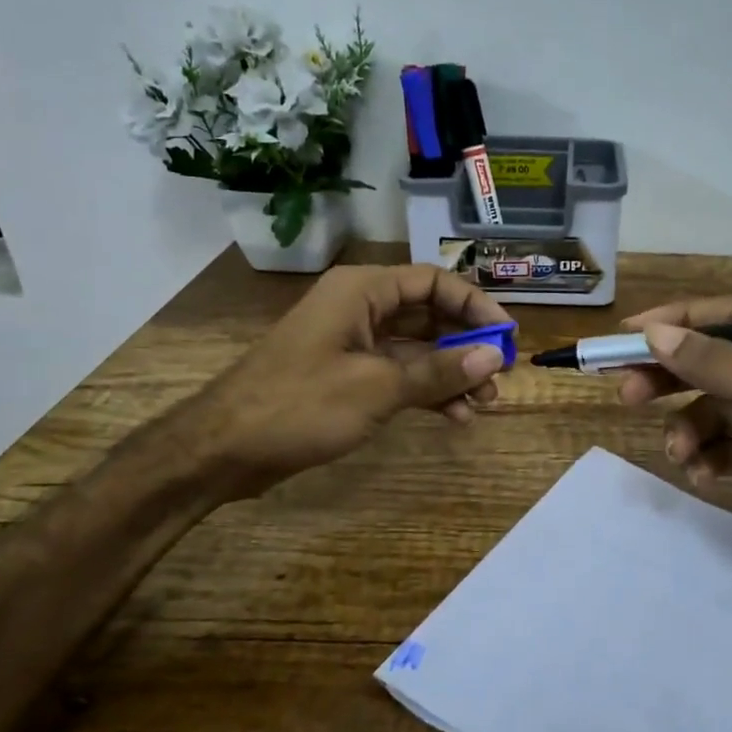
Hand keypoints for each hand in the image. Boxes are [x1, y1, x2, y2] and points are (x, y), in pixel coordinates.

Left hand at [192, 264, 510, 493]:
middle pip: (428, 314)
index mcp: (362, 291)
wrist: (223, 449)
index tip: (507, 336)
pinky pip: (397, 373)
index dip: (475, 305)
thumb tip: (495, 355)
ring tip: (482, 404)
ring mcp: (352, 343)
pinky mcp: (346, 375)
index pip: (434, 282)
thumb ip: (438, 371)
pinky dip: (424, 390)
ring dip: (450, 373)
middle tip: (498, 376)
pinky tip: (452, 416)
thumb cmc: (300, 405)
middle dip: (466, 344)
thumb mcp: (377, 387)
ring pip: (416, 347)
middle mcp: (360, 308)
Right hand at [615, 297, 731, 622]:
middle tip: (627, 392)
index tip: (629, 334)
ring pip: (712, 409)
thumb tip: (656, 334)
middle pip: (714, 361)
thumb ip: (722, 365)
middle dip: (671, 377)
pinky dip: (706, 458)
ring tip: (678, 453)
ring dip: (688, 428)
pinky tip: (701, 476)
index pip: (731, 316)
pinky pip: (722, 447)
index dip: (679, 320)